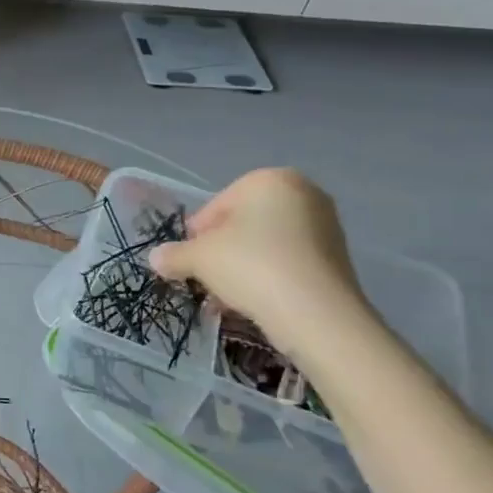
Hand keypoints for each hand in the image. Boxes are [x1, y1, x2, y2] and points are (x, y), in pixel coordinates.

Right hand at [147, 168, 368, 359]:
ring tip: (226, 298)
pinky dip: (268, 278)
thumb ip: (174, 255)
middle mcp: (302, 193)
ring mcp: (325, 225)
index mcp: (268, 180)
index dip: (196, 235)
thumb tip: (155, 258)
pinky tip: (254, 303)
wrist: (316, 313)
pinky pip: (289, 262)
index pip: (217, 205)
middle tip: (205, 279)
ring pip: (266, 245)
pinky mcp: (337, 258)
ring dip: (241, 268)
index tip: (187, 261)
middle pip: (243, 224)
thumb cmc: (251, 266)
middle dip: (221, 252)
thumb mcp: (199, 259)